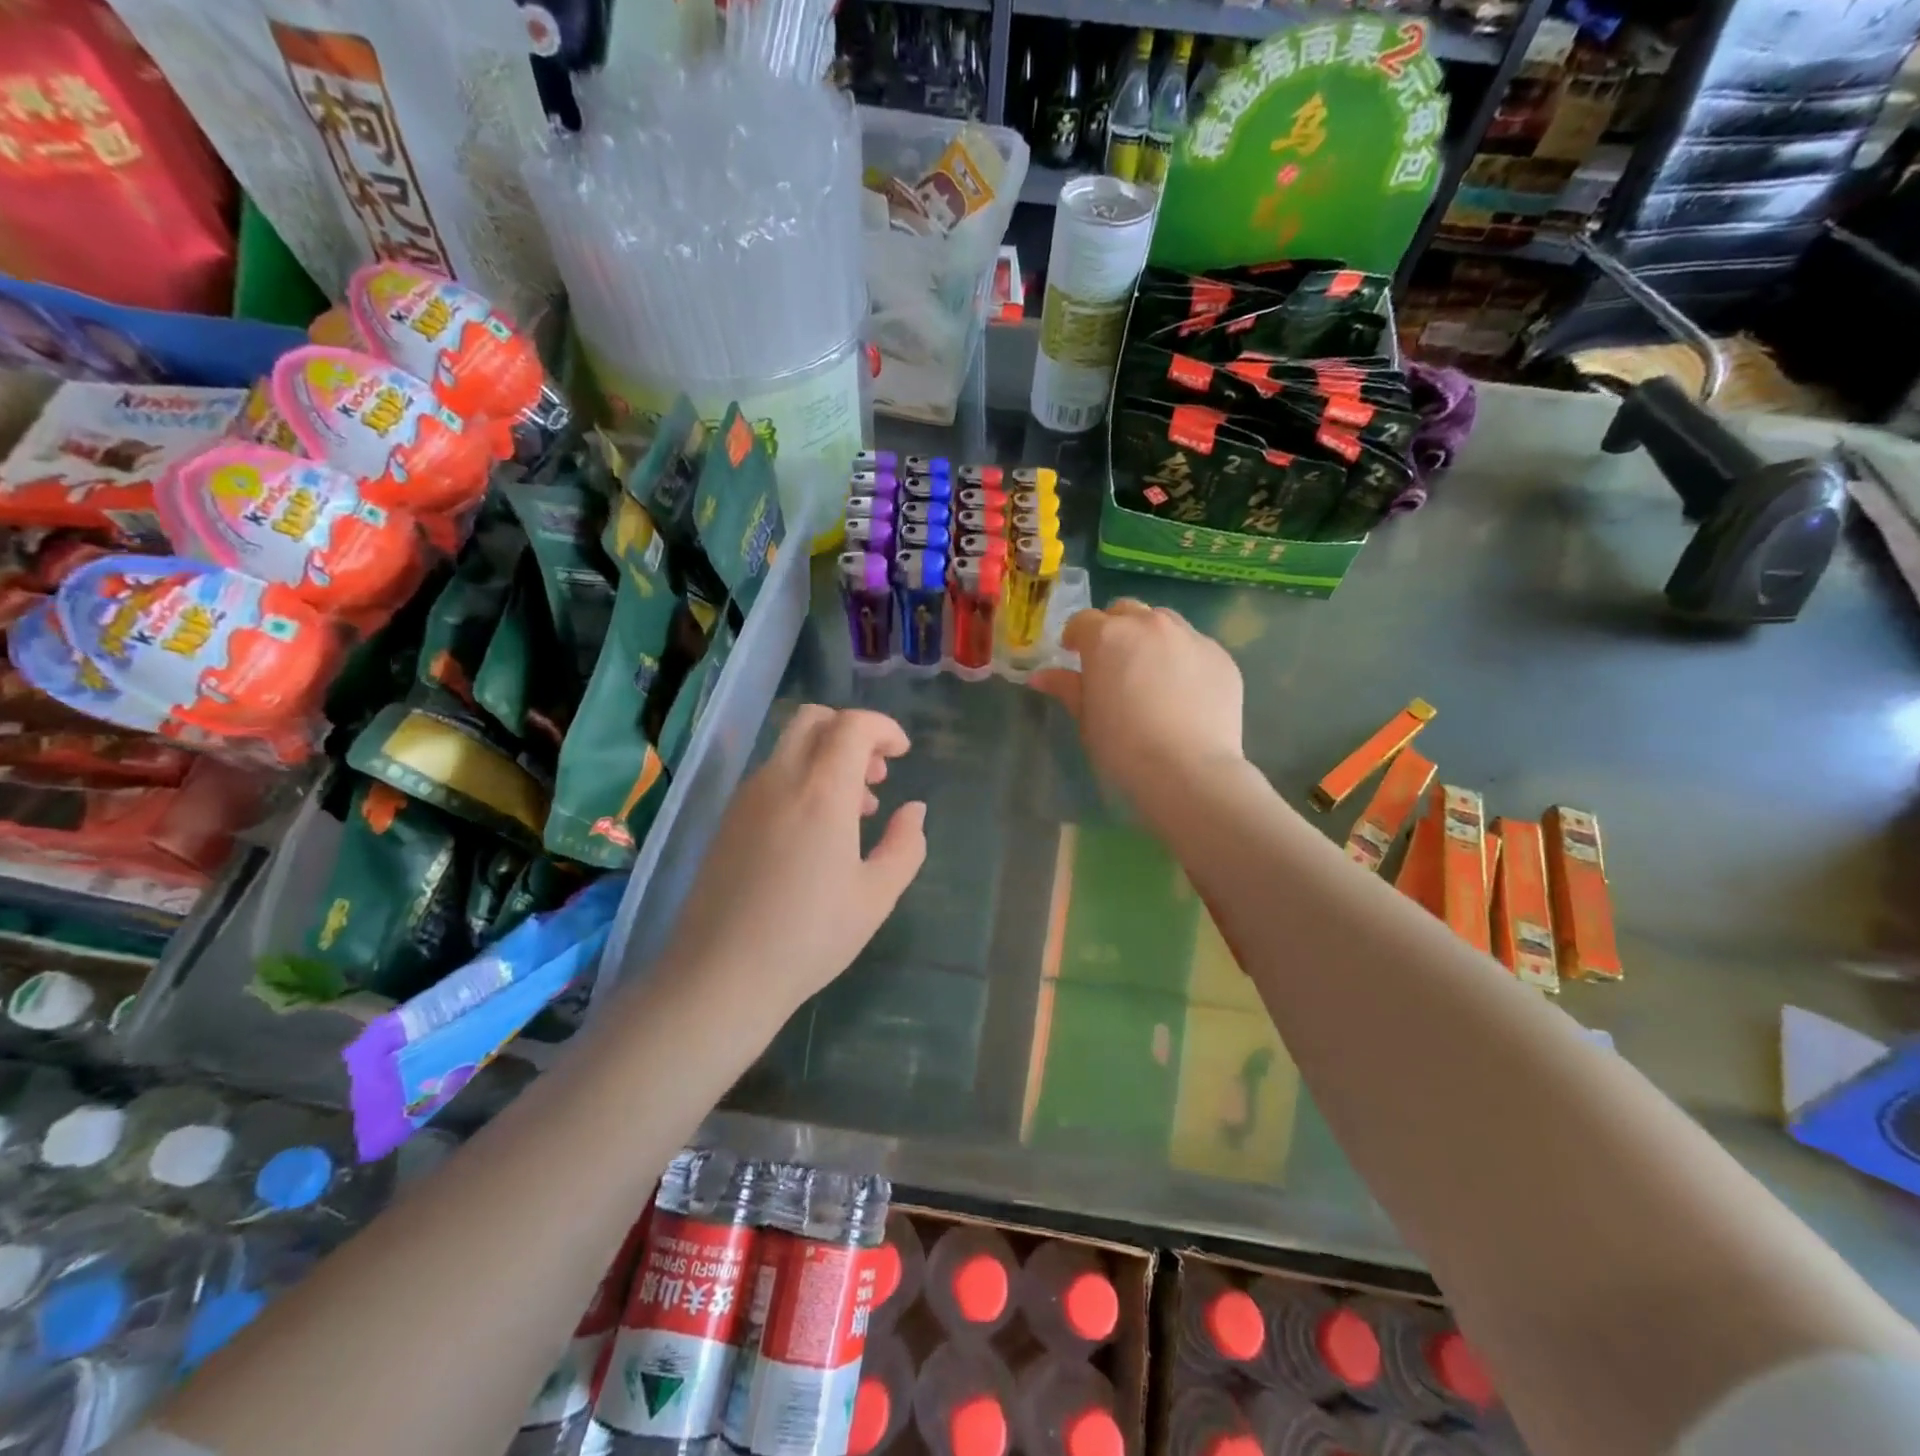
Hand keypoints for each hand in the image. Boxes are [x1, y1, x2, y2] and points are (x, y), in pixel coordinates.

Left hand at [658, 706, 926, 1015]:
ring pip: (790, 748)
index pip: (852, 725)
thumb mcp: (876, 896)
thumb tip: (913, 810)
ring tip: (854, 811)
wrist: (722, 975)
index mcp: (821, 791)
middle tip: (876, 775)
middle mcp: (779, 779)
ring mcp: (747, 798)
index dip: (883, 728)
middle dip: (852, 733)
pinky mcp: (728, 820)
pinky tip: (815, 832)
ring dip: (827, 759)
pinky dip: (801, 779)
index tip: (902, 753)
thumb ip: (905, 845)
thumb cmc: (810, 936)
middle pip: (814, 720)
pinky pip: (771, 776)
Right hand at [1030, 601, 1245, 822]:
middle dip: (1115, 628)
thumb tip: (1041, 676)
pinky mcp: (1221, 656)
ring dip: (1150, 636)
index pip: (1084, 621)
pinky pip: (1195, 645)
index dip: (1076, 636)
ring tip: (1151, 670)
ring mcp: (1190, 637)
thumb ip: (1067, 687)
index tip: (1074, 655)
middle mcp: (1149, 625)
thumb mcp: (1087, 718)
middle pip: (1126, 611)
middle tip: (1113, 661)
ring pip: (1164, 621)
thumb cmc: (1123, 746)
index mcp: (1108, 636)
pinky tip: (1184, 690)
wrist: (1188, 769)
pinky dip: (1183, 657)